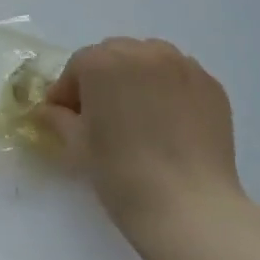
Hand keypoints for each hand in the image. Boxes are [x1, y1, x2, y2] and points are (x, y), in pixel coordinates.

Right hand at [38, 37, 244, 245]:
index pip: (77, 67)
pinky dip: (168, 89)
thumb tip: (48, 111)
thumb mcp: (78, 145)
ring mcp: (182, 66)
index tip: (66, 117)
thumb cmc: (121, 173)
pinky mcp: (211, 86)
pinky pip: (179, 77)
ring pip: (149, 60)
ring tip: (137, 114)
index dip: (68, 93)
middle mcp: (143, 53)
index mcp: (103, 62)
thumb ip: (58, 119)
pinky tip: (167, 122)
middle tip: (101, 115)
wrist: (189, 207)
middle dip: (103, 79)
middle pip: (114, 55)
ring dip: (137, 78)